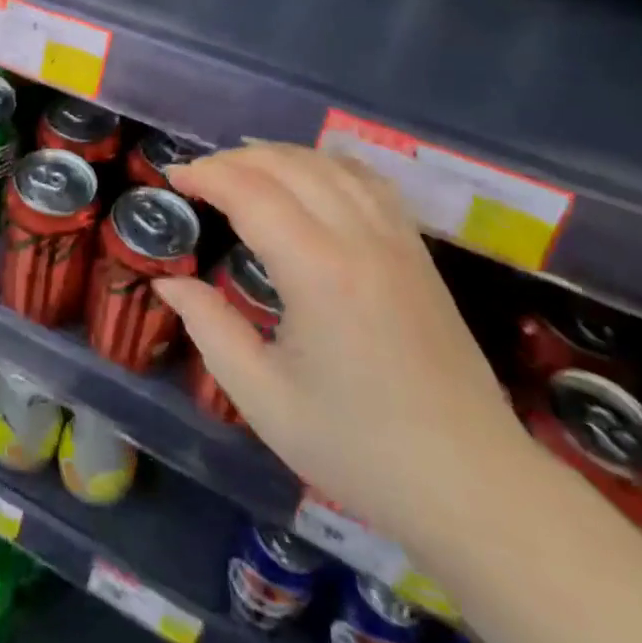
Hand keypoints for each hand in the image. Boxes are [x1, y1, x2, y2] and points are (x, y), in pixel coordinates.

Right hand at [156, 143, 531, 552]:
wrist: (473, 486)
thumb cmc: (359, 447)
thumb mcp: (264, 398)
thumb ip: (209, 328)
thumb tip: (168, 282)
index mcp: (318, 271)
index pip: (251, 191)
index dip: (206, 175)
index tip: (172, 178)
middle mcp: (359, 238)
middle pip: (288, 164)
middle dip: (234, 160)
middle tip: (198, 178)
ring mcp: (396, 239)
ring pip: (329, 164)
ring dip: (277, 156)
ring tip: (242, 171)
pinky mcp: (417, 251)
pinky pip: (367, 181)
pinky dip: (326, 164)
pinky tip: (308, 177)